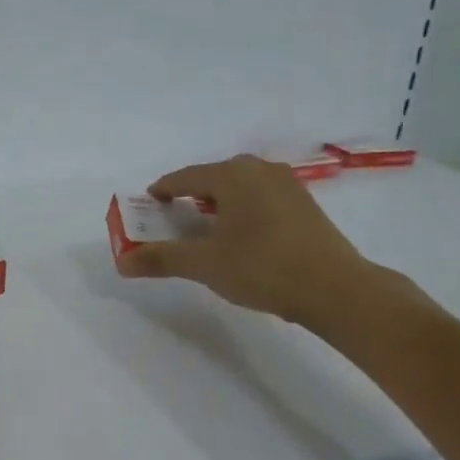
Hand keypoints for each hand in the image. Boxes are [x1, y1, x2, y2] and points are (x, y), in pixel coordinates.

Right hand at [114, 154, 376, 327]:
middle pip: (211, 178)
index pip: (183, 178)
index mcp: (231, 175)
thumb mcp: (205, 265)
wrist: (337, 289)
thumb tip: (123, 262)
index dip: (160, 193)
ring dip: (216, 204)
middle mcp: (259, 170)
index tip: (146, 209)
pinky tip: (241, 236)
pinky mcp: (304, 203)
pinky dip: (241, 210)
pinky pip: (259, 197)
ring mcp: (286, 184)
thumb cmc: (264, 268)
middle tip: (172, 222)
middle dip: (188, 198)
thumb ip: (162, 258)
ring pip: (238, 187)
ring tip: (204, 230)